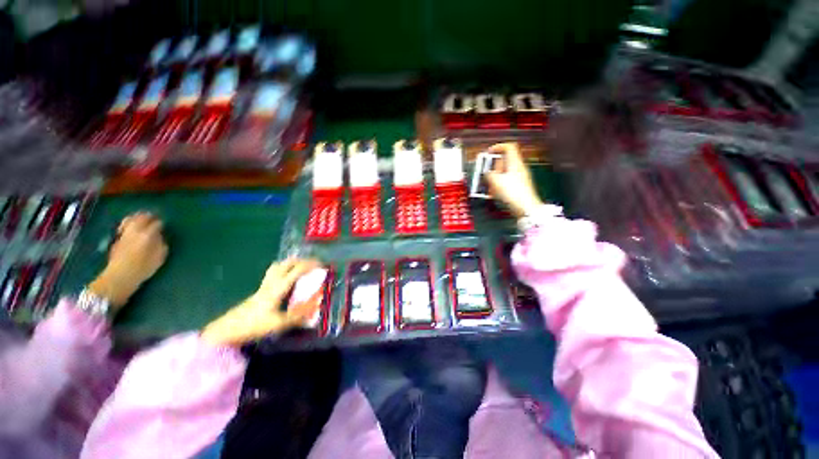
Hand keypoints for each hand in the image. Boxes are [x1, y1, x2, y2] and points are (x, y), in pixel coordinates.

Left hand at [88, 212, 167, 309]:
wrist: (118, 278)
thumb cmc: (142, 269)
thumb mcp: (159, 258)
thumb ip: (161, 244)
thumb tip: (161, 236)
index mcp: (147, 235)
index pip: (157, 223)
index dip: (161, 223)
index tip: (165, 224)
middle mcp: (134, 231)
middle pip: (141, 218)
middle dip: (148, 216)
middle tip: (154, 217)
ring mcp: (123, 235)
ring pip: (130, 220)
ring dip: (137, 218)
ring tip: (142, 219)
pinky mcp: (117, 240)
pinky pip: (124, 227)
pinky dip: (129, 224)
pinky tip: (132, 228)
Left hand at [201, 258, 321, 346]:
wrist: (227, 329)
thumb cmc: (254, 325)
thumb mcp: (279, 323)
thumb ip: (298, 316)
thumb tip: (316, 309)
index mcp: (278, 288)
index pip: (297, 270)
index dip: (311, 265)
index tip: (322, 265)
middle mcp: (271, 282)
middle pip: (286, 263)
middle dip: (301, 260)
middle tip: (312, 264)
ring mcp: (264, 285)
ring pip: (278, 266)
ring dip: (290, 263)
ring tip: (300, 268)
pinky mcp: (259, 290)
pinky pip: (274, 273)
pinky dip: (283, 270)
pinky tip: (287, 280)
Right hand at [485, 143, 542, 216]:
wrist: (526, 208)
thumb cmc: (514, 193)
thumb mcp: (496, 181)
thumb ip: (489, 174)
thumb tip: (487, 173)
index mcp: (515, 163)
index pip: (508, 147)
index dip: (497, 147)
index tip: (489, 152)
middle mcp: (519, 168)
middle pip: (505, 160)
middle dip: (494, 166)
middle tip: (487, 171)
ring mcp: (520, 177)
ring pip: (505, 172)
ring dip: (495, 176)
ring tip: (490, 185)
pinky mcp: (519, 186)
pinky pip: (506, 181)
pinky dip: (499, 184)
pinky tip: (495, 192)